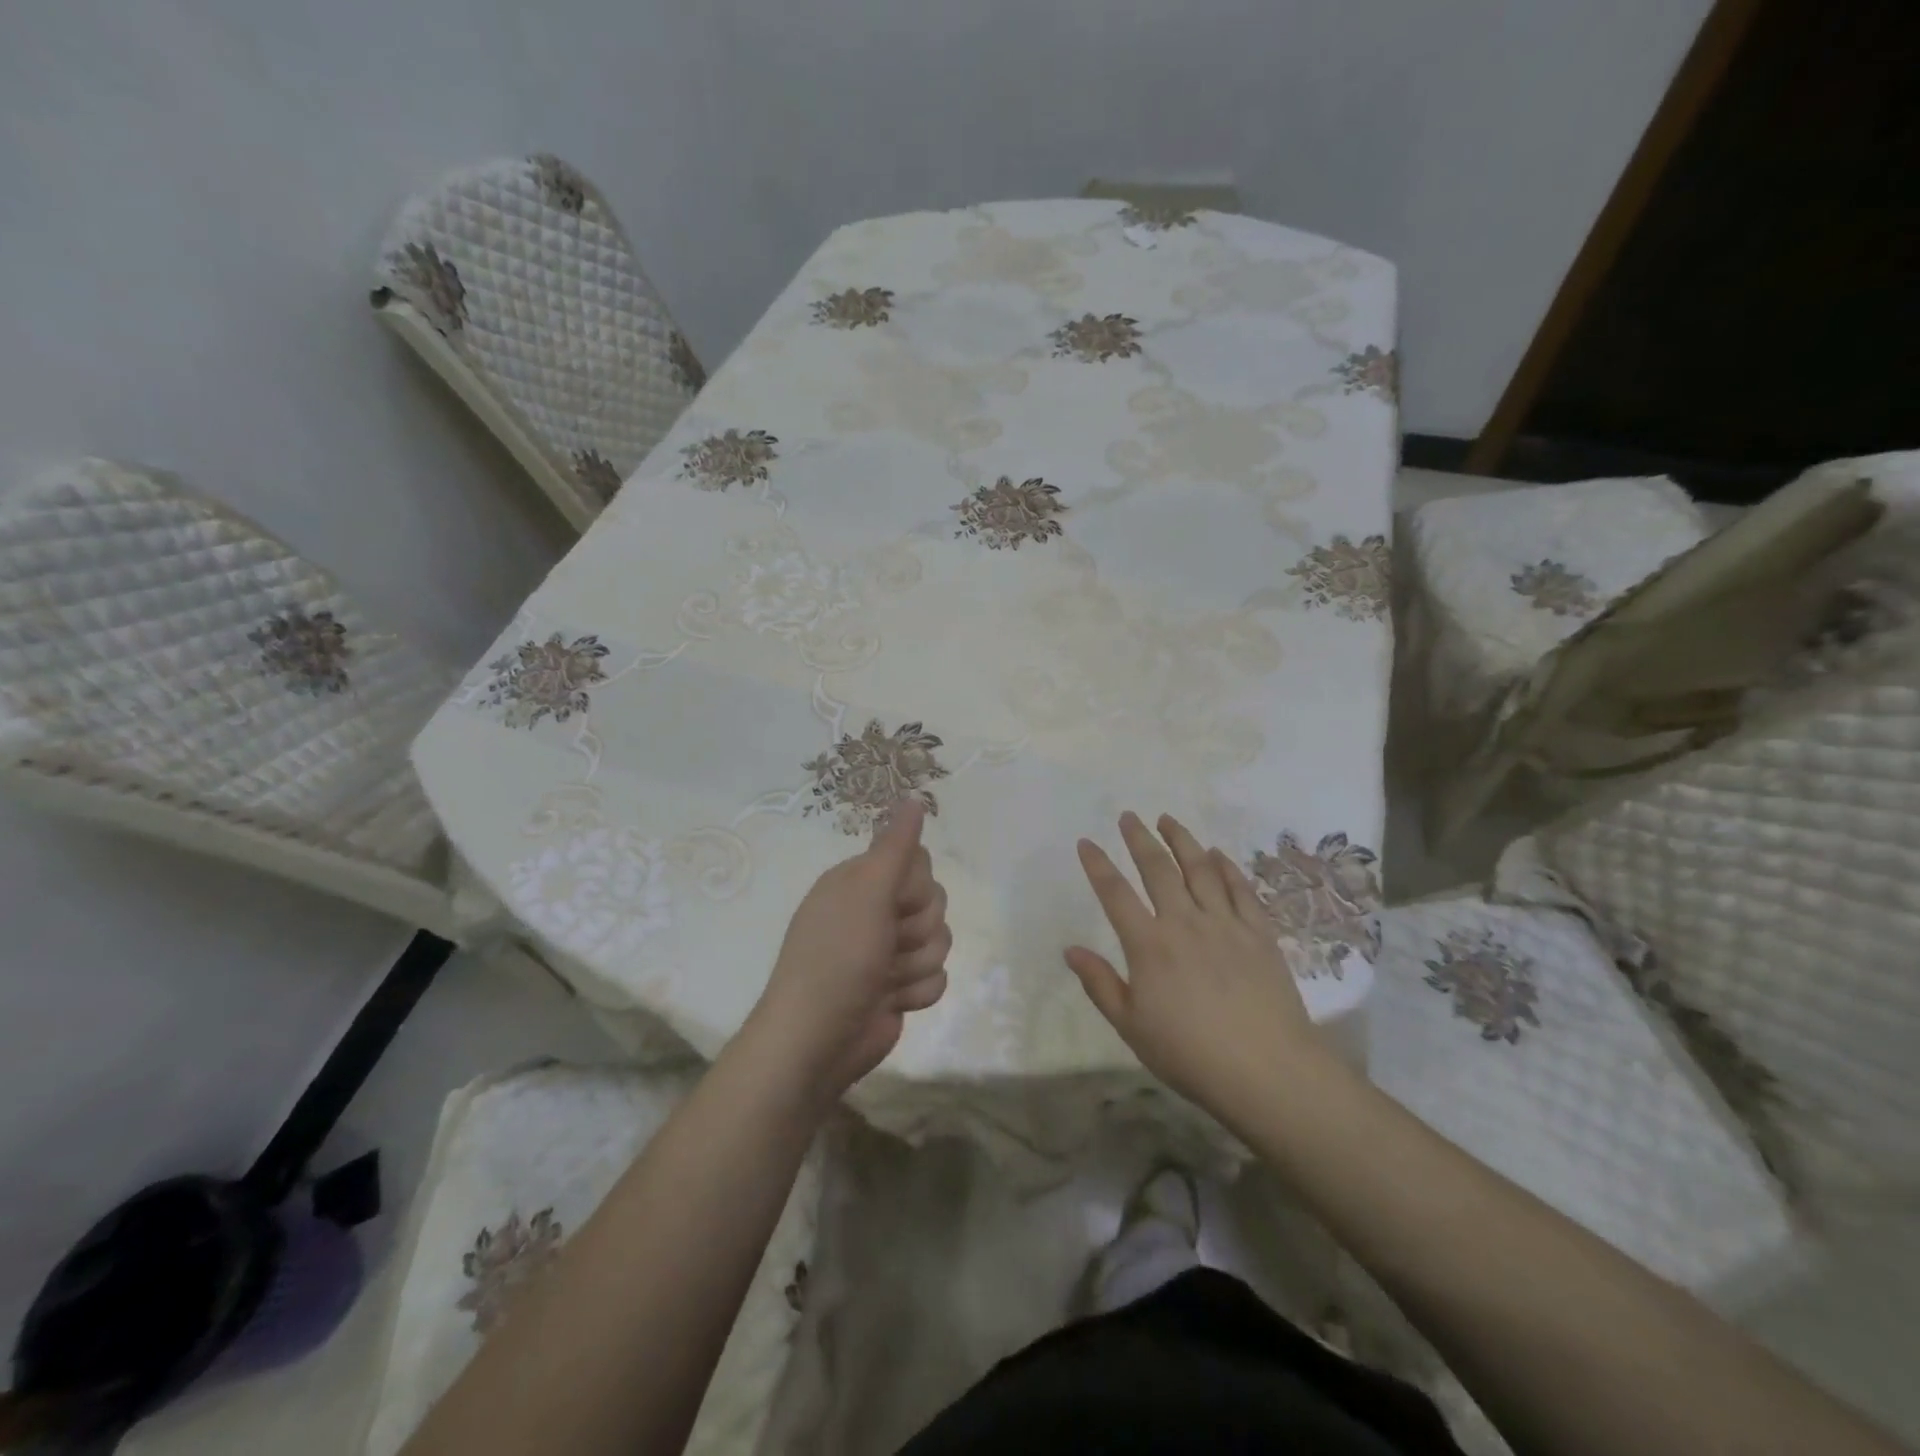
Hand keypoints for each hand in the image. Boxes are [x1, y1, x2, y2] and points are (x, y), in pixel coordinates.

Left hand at [747, 799, 951, 1104]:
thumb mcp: (866, 894)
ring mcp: (887, 951)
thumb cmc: (838, 958)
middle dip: (917, 929)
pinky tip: (891, 1002)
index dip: (916, 886)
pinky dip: (918, 992)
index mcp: (860, 881)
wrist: (818, 1041)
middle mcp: (874, 910)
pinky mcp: (900, 986)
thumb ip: (896, 847)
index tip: (893, 903)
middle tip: (885, 945)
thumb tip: (915, 797)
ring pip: (940, 941)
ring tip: (885, 980)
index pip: (919, 862)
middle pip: (934, 902)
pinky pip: (937, 977)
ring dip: (916, 964)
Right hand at [1065, 812, 1333, 1120]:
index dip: (1098, 865)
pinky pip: (1240, 890)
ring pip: (1200, 869)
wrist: (1267, 1071)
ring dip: (1182, 840)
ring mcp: (1225, 924)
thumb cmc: (1190, 1054)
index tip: (1086, 842)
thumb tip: (1070, 950)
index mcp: (1149, 945)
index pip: (1115, 894)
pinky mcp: (1259, 933)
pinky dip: (1227, 867)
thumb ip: (1100, 985)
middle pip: (1158, 869)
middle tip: (1129, 816)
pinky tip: (1218, 854)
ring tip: (1168, 819)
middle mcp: (1185, 923)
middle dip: (1140, 839)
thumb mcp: (1131, 1027)